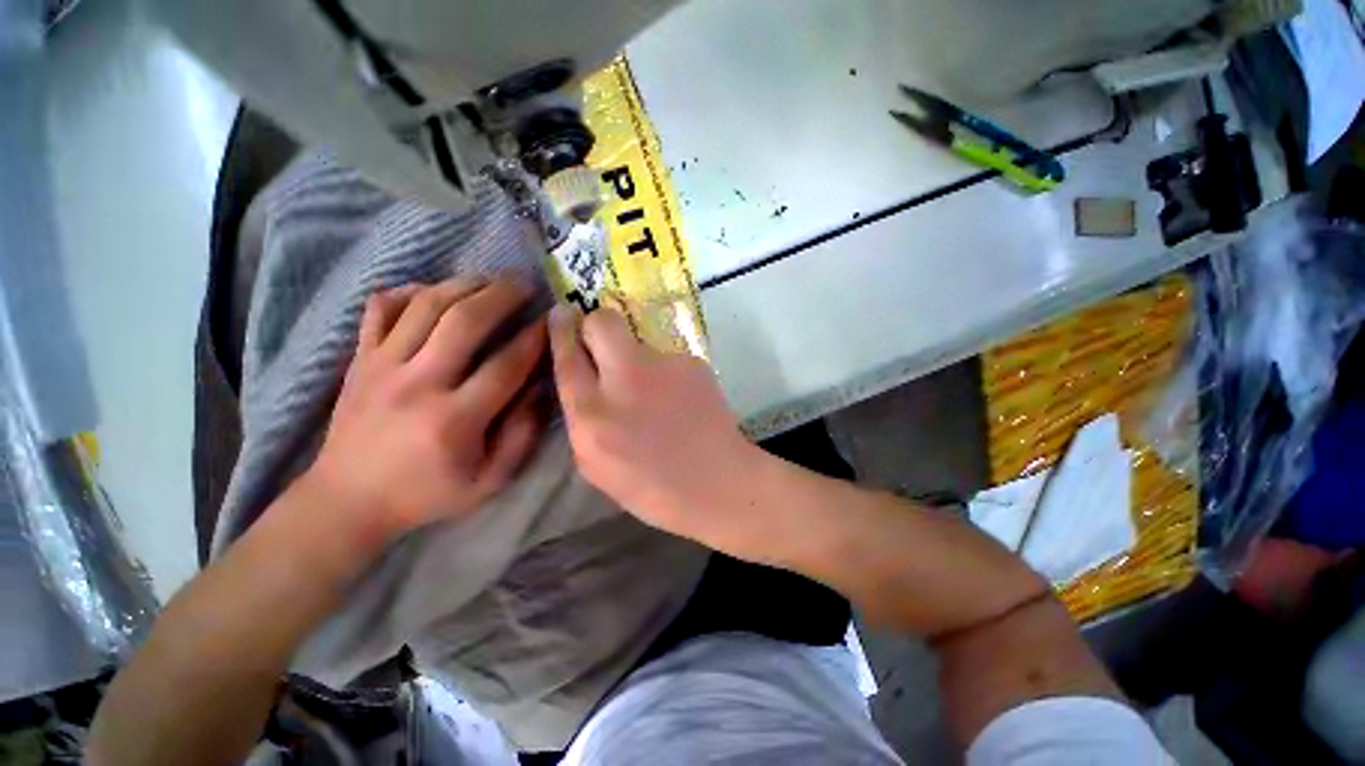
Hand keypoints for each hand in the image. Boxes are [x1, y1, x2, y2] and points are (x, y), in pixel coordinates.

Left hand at [308, 279, 547, 544]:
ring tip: (490, 279)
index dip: (536, 338)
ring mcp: (381, 367)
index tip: (552, 321)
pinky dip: (408, 291)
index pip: (507, 365)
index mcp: (455, 420)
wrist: (348, 500)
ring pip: (425, 305)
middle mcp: (418, 384)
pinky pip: (380, 309)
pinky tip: (433, 291)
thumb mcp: (490, 480)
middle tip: (524, 283)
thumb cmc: (428, 493)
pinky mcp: (359, 360)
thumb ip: (522, 434)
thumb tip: (540, 388)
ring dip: (463, 285)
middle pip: (464, 321)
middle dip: (502, 295)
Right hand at [548, 304, 761, 544]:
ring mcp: (664, 366)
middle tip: (602, 343)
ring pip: (639, 341)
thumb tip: (584, 383)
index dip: (562, 332)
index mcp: (592, 414)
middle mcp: (624, 380)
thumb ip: (582, 420)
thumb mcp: (596, 466)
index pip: (567, 358)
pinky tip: (680, 400)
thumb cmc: (652, 487)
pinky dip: (666, 373)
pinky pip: (667, 358)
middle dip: (595, 325)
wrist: (716, 482)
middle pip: (602, 323)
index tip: (562, 314)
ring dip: (637, 359)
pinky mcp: (692, 362)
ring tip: (656, 393)